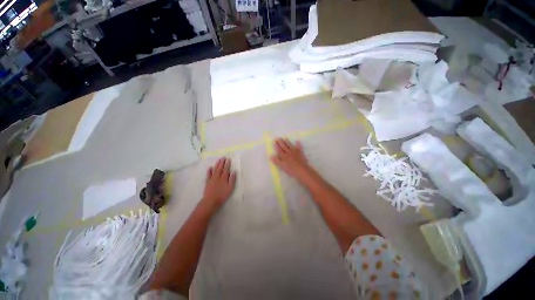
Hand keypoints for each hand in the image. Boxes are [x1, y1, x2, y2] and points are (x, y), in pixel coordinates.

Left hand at [202, 157, 236, 210]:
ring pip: (215, 170)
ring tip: (218, 160)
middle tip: (223, 157)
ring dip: (217, 164)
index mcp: (224, 178)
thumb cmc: (222, 195)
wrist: (211, 201)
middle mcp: (218, 177)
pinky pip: (208, 175)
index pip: (226, 169)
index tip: (228, 159)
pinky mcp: (207, 182)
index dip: (227, 164)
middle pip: (220, 168)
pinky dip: (209, 171)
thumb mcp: (230, 188)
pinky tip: (210, 167)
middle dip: (222, 162)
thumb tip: (234, 171)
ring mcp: (212, 179)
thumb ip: (232, 180)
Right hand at [270, 138, 310, 179]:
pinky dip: (298, 144)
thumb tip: (272, 155)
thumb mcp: (282, 167)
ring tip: (285, 138)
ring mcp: (295, 152)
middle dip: (281, 142)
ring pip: (290, 146)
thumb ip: (276, 161)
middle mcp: (288, 152)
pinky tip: (297, 141)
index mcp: (283, 156)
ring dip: (288, 142)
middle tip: (278, 138)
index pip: (279, 149)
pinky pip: (299, 147)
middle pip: (284, 146)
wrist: (302, 171)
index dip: (276, 145)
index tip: (274, 141)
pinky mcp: (300, 153)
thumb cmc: (291, 170)